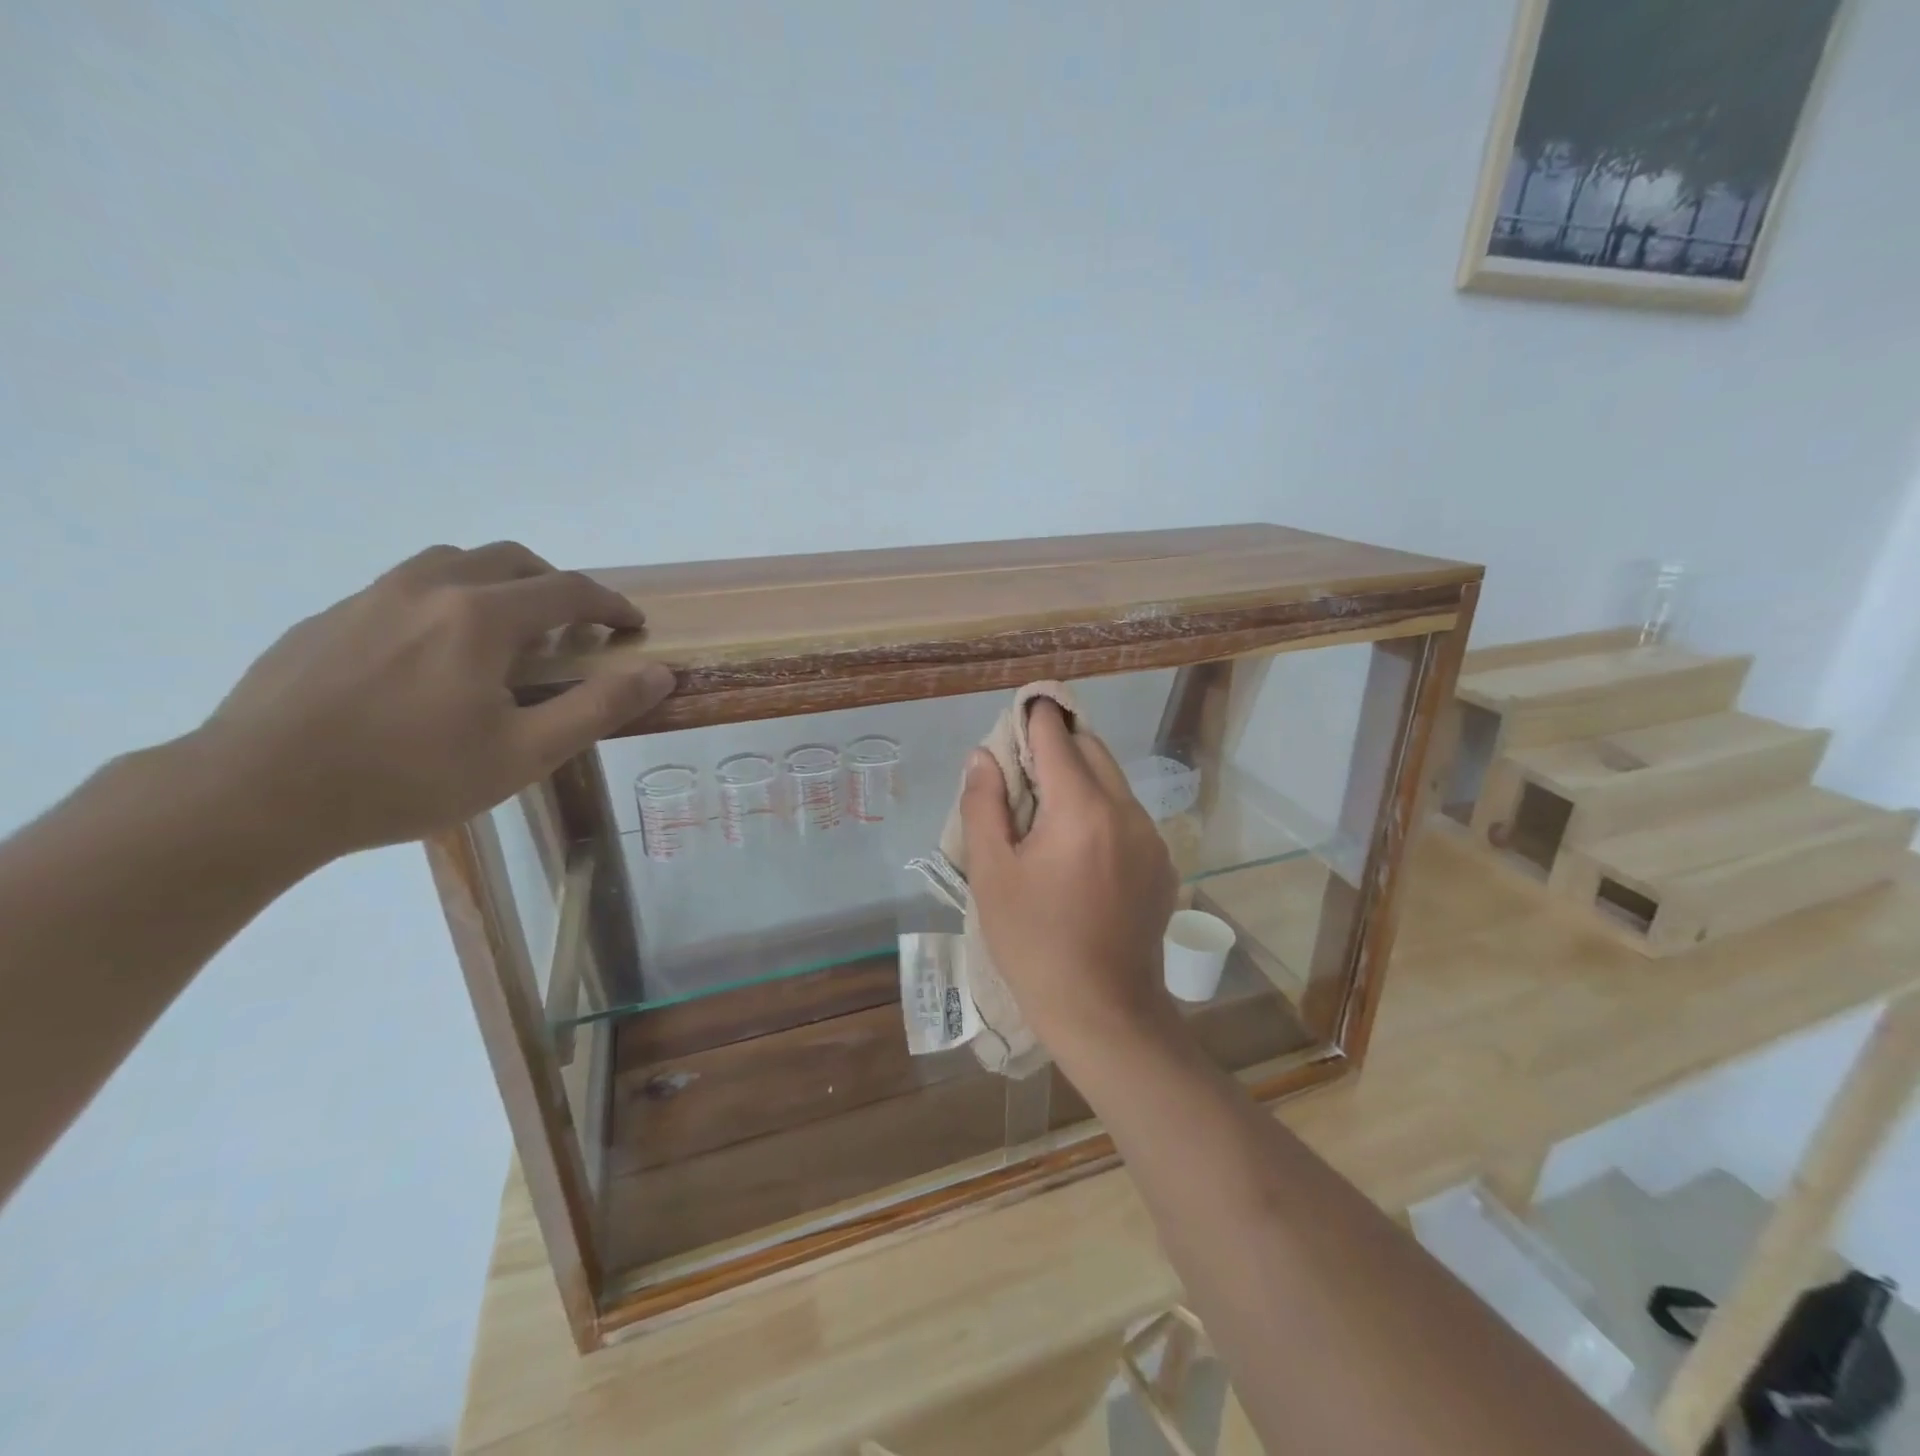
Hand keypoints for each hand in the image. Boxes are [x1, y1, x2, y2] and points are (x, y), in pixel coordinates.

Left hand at [192, 542, 673, 863]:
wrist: (255, 794)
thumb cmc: (408, 777)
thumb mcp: (524, 753)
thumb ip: (598, 707)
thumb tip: (659, 672)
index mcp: (481, 617)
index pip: (568, 589)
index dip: (611, 605)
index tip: (632, 626)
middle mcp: (428, 588)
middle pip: (510, 560)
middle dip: (555, 586)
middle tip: (572, 628)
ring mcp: (369, 598)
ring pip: (451, 564)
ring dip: (496, 585)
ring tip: (504, 635)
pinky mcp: (327, 620)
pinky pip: (402, 590)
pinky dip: (442, 603)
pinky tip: (430, 660)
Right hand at [960, 700, 1179, 1054]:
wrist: (1103, 1011)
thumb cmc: (1035, 943)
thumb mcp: (992, 875)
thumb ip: (984, 806)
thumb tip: (982, 757)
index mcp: (1081, 808)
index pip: (1056, 736)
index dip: (1033, 717)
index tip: (1016, 714)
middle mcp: (1126, 810)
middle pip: (1091, 749)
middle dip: (1057, 745)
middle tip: (1022, 770)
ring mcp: (1151, 837)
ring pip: (1113, 781)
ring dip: (1080, 778)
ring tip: (1046, 814)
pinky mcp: (1162, 863)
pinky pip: (1128, 815)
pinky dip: (1101, 810)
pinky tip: (1079, 852)